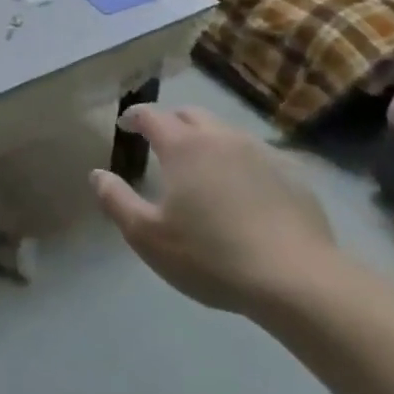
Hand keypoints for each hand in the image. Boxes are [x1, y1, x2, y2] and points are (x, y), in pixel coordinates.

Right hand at [92, 106, 336, 314]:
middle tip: (161, 140)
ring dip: (207, 139)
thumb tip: (97, 174)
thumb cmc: (211, 256)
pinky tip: (242, 189)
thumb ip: (117, 201)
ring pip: (226, 132)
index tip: (125, 124)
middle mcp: (221, 138)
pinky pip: (256, 156)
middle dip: (171, 121)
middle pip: (191, 114)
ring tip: (200, 165)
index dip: (134, 116)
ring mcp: (261, 153)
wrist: (296, 279)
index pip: (151, 115)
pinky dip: (239, 162)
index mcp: (184, 147)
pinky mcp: (291, 175)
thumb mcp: (148, 237)